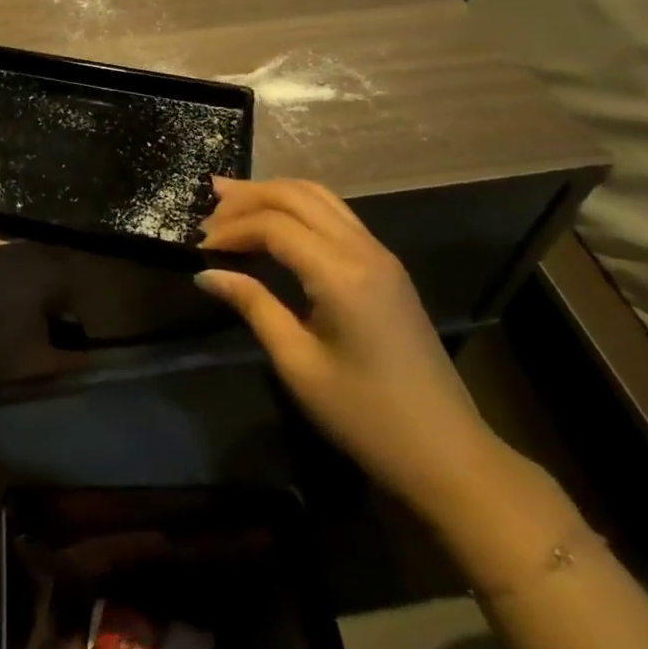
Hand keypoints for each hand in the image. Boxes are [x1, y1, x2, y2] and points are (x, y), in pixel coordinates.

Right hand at [194, 177, 507, 523]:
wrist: (449, 454)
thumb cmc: (366, 417)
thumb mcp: (298, 365)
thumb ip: (253, 306)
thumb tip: (206, 273)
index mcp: (342, 274)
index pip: (275, 225)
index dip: (232, 229)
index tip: (199, 247)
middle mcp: (363, 249)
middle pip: (296, 195)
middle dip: (248, 196)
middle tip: (207, 210)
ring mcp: (380, 254)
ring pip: (319, 196)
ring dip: (273, 194)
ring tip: (231, 200)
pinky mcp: (385, 266)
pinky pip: (335, 214)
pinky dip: (297, 206)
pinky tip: (273, 221)